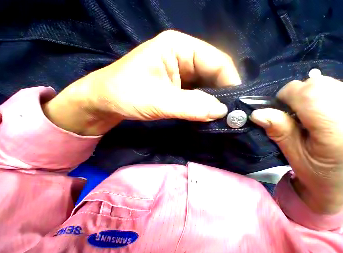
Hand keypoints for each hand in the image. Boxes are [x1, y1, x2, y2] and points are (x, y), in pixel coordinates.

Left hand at [43, 30, 240, 134]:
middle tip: (232, 113)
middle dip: (224, 93)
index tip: (237, 103)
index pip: (217, 61)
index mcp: (179, 47)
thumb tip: (221, 112)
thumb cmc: (125, 94)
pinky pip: (201, 94)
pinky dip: (207, 105)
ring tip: (223, 116)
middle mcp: (185, 56)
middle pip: (215, 73)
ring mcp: (184, 72)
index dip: (230, 81)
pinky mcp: (182, 87)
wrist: (106, 102)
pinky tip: (209, 114)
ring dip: (216, 101)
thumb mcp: (158, 101)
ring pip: (209, 85)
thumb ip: (191, 106)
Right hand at [250, 76, 342, 213]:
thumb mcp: (291, 152)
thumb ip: (277, 129)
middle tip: (293, 113)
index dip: (288, 95)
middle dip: (297, 95)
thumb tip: (257, 113)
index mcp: (341, 136)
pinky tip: (321, 111)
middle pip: (319, 85)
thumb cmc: (313, 171)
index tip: (279, 108)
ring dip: (309, 94)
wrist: (338, 182)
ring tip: (308, 114)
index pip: (311, 95)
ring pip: (326, 82)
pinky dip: (320, 94)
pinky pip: (336, 85)